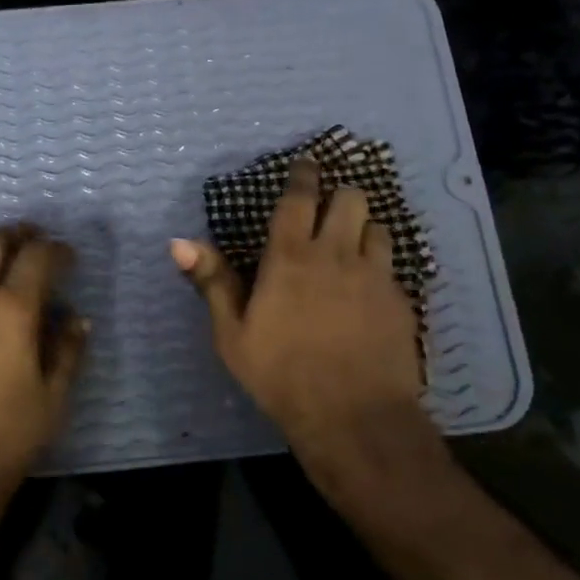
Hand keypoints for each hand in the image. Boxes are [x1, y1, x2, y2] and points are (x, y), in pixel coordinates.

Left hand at [0, 225, 87, 503]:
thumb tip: (77, 318)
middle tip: (36, 242)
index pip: (38, 257)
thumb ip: (69, 349)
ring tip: (0, 262)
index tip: (69, 258)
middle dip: (19, 235)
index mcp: (10, 310)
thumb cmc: (9, 437)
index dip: (58, 251)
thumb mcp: (54, 396)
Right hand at [173, 158, 426, 481]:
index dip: (304, 175)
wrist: (354, 416)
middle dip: (341, 195)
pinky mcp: (400, 300)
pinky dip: (380, 265)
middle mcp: (337, 255)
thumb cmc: (281, 375)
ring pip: (378, 227)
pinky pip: (393, 266)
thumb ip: (213, 283)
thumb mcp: (232, 335)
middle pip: (351, 199)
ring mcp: (375, 276)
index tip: (308, 163)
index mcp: (291, 258)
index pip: (300, 199)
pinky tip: (372, 287)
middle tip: (330, 209)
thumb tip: (179, 242)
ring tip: (354, 244)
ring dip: (364, 228)